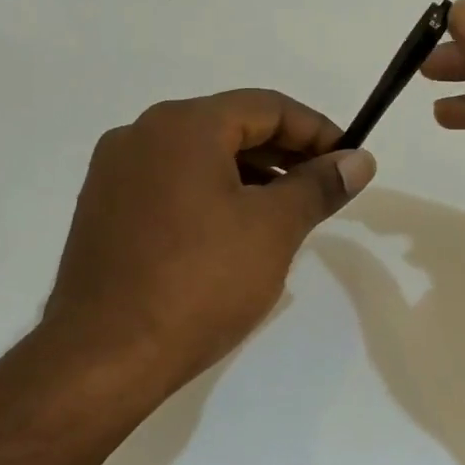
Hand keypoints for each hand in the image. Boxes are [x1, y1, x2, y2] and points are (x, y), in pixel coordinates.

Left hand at [35, 89, 375, 397]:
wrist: (105, 357)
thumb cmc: (200, 283)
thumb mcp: (274, 229)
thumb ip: (319, 186)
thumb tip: (359, 161)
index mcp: (182, 125)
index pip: (267, 107)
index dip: (317, 131)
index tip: (349, 162)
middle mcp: (141, 134)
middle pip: (231, 127)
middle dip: (285, 154)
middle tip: (324, 189)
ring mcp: (115, 173)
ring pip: (200, 158)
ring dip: (251, 176)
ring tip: (287, 215)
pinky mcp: (104, 211)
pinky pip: (172, 185)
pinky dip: (213, 195)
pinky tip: (236, 233)